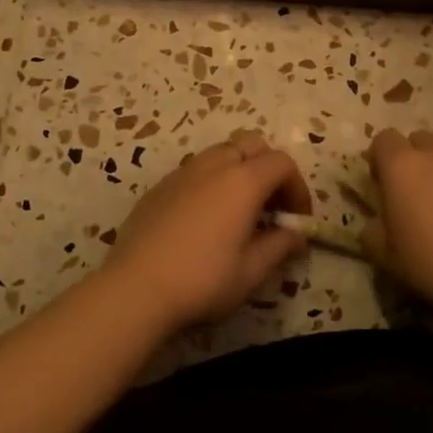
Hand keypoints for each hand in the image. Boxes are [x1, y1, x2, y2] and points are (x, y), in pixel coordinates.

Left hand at [103, 130, 311, 331]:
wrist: (135, 288)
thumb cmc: (202, 280)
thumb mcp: (251, 271)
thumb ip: (279, 246)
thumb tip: (296, 236)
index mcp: (243, 181)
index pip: (282, 163)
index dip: (297, 188)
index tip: (297, 219)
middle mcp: (214, 165)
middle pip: (252, 144)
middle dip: (269, 168)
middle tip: (271, 206)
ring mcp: (183, 172)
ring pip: (221, 152)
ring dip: (240, 171)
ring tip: (239, 211)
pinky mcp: (160, 186)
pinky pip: (195, 170)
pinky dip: (212, 181)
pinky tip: (205, 219)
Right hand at [366, 129, 432, 313]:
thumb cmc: (432, 262)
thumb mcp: (386, 256)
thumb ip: (373, 233)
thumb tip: (374, 226)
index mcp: (402, 166)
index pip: (383, 139)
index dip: (378, 158)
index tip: (379, 183)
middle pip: (418, 141)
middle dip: (411, 159)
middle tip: (409, 192)